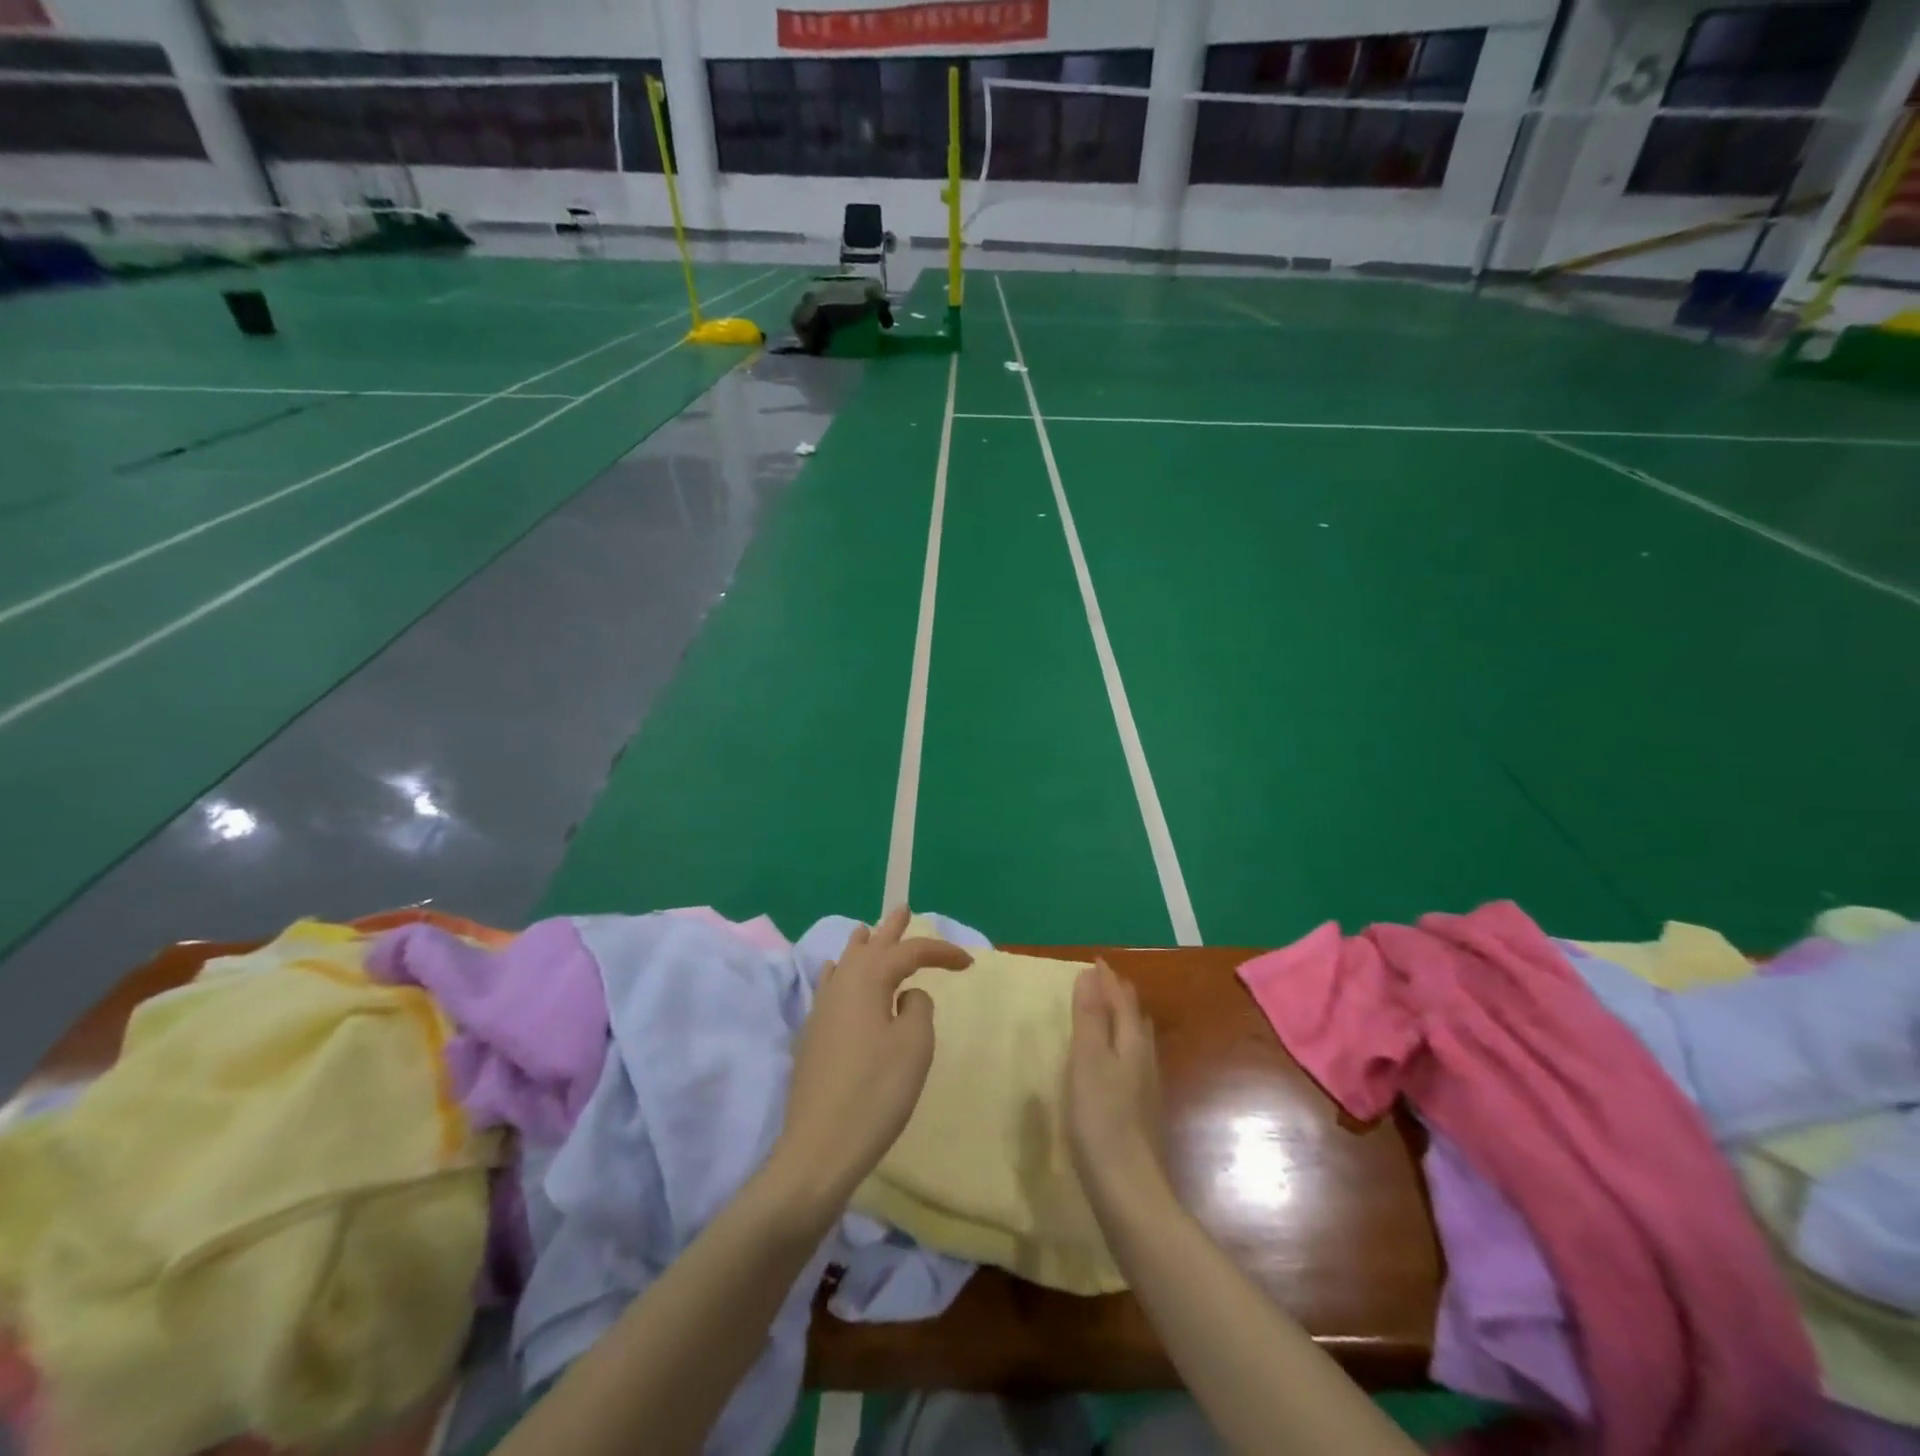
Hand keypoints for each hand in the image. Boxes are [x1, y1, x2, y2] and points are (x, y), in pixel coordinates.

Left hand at [773, 907, 971, 1210]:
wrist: (820, 1146)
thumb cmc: (876, 1091)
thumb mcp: (914, 1046)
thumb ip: (918, 1008)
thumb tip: (907, 996)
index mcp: (869, 980)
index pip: (910, 953)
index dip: (941, 952)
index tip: (969, 963)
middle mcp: (842, 984)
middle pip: (871, 947)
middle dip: (892, 930)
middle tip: (904, 910)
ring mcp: (822, 1009)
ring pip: (846, 963)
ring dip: (864, 946)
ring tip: (869, 931)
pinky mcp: (813, 1034)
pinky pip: (829, 985)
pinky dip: (839, 972)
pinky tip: (834, 971)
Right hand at [1065, 960, 1167, 1205]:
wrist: (1129, 1189)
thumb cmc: (1102, 1119)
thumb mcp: (1087, 1061)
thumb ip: (1088, 1018)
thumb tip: (1091, 974)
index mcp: (1131, 1044)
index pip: (1122, 1000)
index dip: (1108, 980)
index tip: (1095, 961)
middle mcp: (1145, 1060)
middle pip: (1135, 1018)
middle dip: (1119, 997)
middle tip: (1102, 983)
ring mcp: (1147, 1089)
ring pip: (1137, 1042)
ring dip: (1122, 1022)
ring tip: (1106, 1015)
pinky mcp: (1141, 1113)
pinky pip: (1133, 1063)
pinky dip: (1121, 1048)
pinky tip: (1113, 1065)